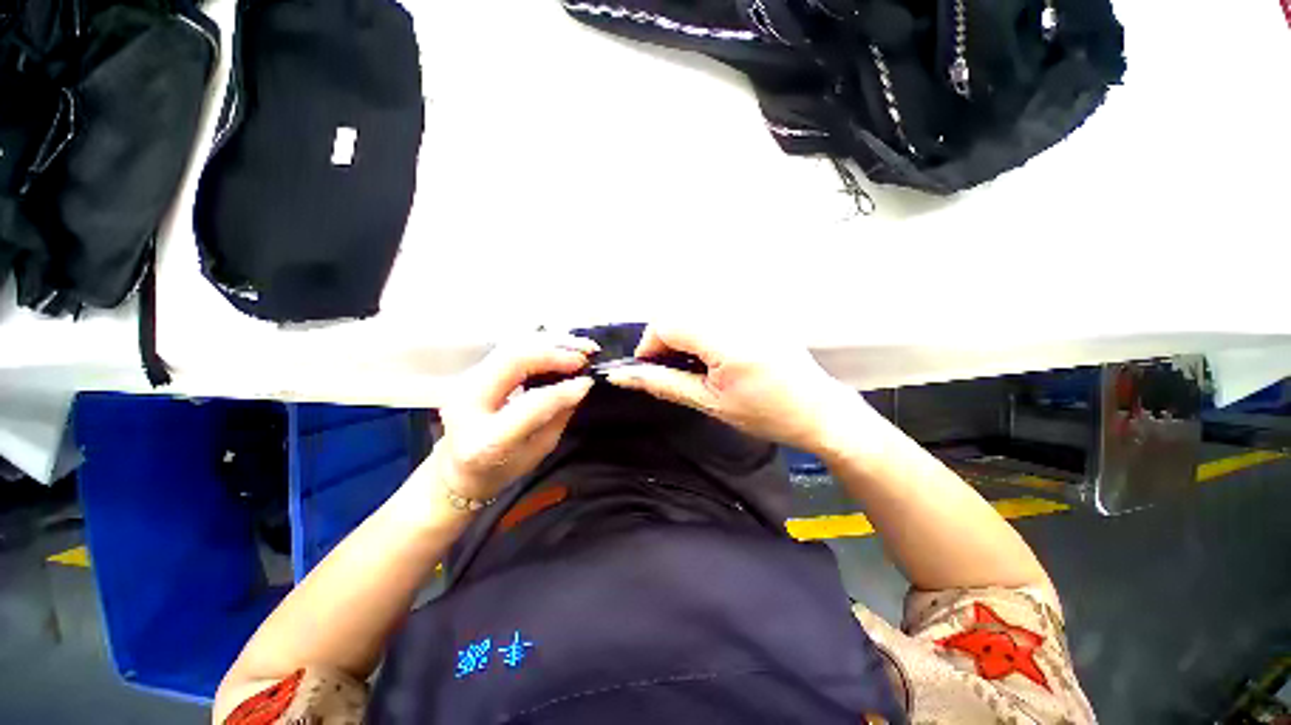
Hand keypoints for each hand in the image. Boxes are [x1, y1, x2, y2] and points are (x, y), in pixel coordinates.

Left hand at [427, 333, 596, 502]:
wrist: (459, 469)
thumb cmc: (504, 468)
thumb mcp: (539, 450)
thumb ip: (558, 415)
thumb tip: (581, 383)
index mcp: (486, 440)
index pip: (531, 404)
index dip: (563, 390)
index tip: (588, 381)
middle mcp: (467, 404)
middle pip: (513, 360)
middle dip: (555, 352)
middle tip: (586, 353)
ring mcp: (464, 383)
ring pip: (511, 347)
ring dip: (549, 342)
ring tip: (579, 345)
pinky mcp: (471, 372)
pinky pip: (509, 349)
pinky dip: (538, 344)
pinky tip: (560, 345)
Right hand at [604, 324, 867, 452]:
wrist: (818, 411)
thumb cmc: (769, 414)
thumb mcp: (710, 404)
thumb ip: (664, 384)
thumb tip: (625, 376)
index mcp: (728, 340)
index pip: (667, 324)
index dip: (649, 346)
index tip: (649, 370)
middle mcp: (739, 315)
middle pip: (678, 314)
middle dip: (664, 342)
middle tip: (671, 371)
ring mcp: (750, 310)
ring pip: (693, 312)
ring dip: (682, 336)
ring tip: (693, 366)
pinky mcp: (756, 311)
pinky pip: (713, 313)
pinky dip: (700, 332)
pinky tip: (711, 355)